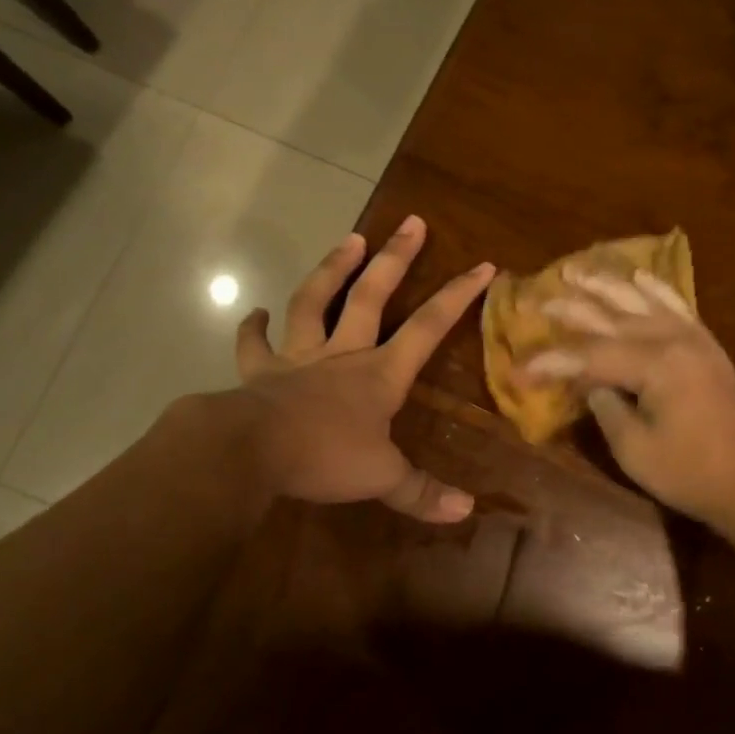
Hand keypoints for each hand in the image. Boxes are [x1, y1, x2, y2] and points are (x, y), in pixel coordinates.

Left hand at [234, 216, 493, 522]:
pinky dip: (253, 327)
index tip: (483, 266)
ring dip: (332, 269)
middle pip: (372, 295)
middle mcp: (343, 353)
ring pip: (315, 302)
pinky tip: (254, 311)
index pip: (429, 327)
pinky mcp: (261, 371)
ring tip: (350, 238)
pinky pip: (255, 344)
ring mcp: (299, 357)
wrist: (251, 451)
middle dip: (396, 258)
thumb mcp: (382, 478)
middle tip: (412, 222)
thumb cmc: (324, 457)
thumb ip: (422, 492)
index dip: (458, 296)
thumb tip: (467, 511)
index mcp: (379, 373)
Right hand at [518, 269, 734, 529]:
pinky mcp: (707, 346)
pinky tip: (639, 276)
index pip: (589, 357)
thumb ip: (607, 409)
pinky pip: (677, 306)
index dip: (550, 363)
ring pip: (641, 302)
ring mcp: (693, 339)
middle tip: (535, 299)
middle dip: (570, 309)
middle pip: (611, 318)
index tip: (518, 369)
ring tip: (576, 270)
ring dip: (606, 285)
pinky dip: (656, 289)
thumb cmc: (693, 473)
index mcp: (654, 365)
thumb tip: (591, 384)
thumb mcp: (635, 450)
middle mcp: (672, 340)